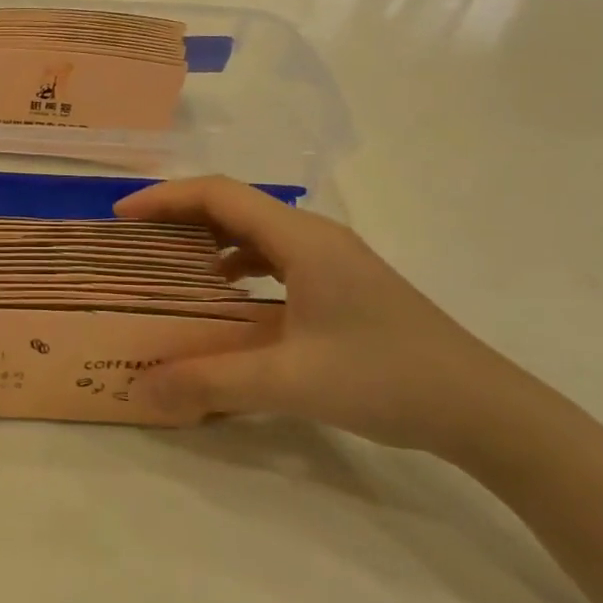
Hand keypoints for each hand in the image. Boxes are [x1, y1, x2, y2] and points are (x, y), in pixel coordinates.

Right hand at [114, 178, 546, 458]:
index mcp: (301, 239)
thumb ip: (209, 383)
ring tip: (170, 265)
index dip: (164, 198)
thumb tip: (140, 391)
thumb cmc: (385, 378)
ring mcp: (334, 259)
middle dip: (180, 216)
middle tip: (135, 242)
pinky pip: (276, 257)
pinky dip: (239, 265)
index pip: (218, 194)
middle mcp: (315, 236)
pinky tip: (227, 296)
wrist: (482, 408)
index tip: (121, 217)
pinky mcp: (343, 284)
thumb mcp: (288, 381)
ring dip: (210, 239)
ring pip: (256, 231)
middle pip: (234, 205)